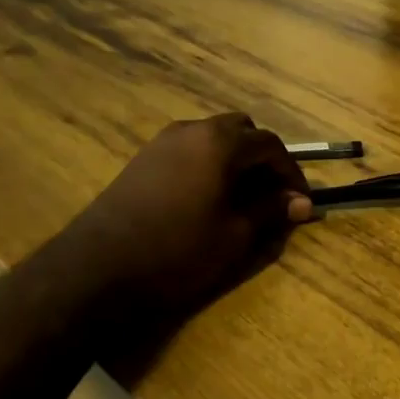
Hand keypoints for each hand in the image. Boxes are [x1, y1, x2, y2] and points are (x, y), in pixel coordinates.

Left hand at [62, 114, 312, 330]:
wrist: (97, 268)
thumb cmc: (177, 251)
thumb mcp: (235, 235)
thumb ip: (271, 211)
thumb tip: (302, 203)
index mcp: (220, 142)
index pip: (270, 145)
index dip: (291, 173)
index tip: (300, 202)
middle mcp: (192, 130)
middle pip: (241, 131)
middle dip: (261, 159)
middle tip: (271, 195)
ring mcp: (162, 142)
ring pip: (212, 139)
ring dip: (234, 161)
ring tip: (242, 199)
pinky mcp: (142, 159)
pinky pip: (189, 151)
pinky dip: (208, 165)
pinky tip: (207, 199)